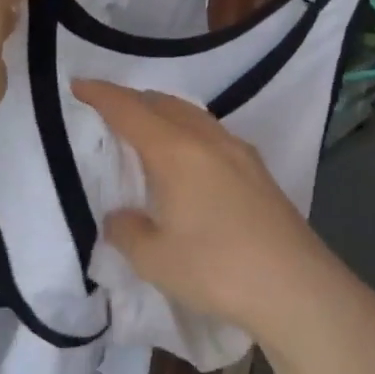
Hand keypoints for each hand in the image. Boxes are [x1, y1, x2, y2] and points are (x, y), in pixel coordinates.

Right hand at [73, 81, 374, 367]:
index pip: (130, 110)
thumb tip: (121, 216)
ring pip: (194, 116)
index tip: (78, 86)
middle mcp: (208, 140)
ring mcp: (240, 153)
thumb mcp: (154, 258)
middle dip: (134, 100)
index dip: (101, 95)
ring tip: (147, 131)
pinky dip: (189, 133)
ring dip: (165, 114)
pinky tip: (189, 161)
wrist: (296, 287)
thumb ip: (128, 231)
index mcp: (176, 151)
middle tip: (109, 110)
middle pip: (165, 103)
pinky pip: (213, 135)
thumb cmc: (216, 269)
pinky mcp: (259, 173)